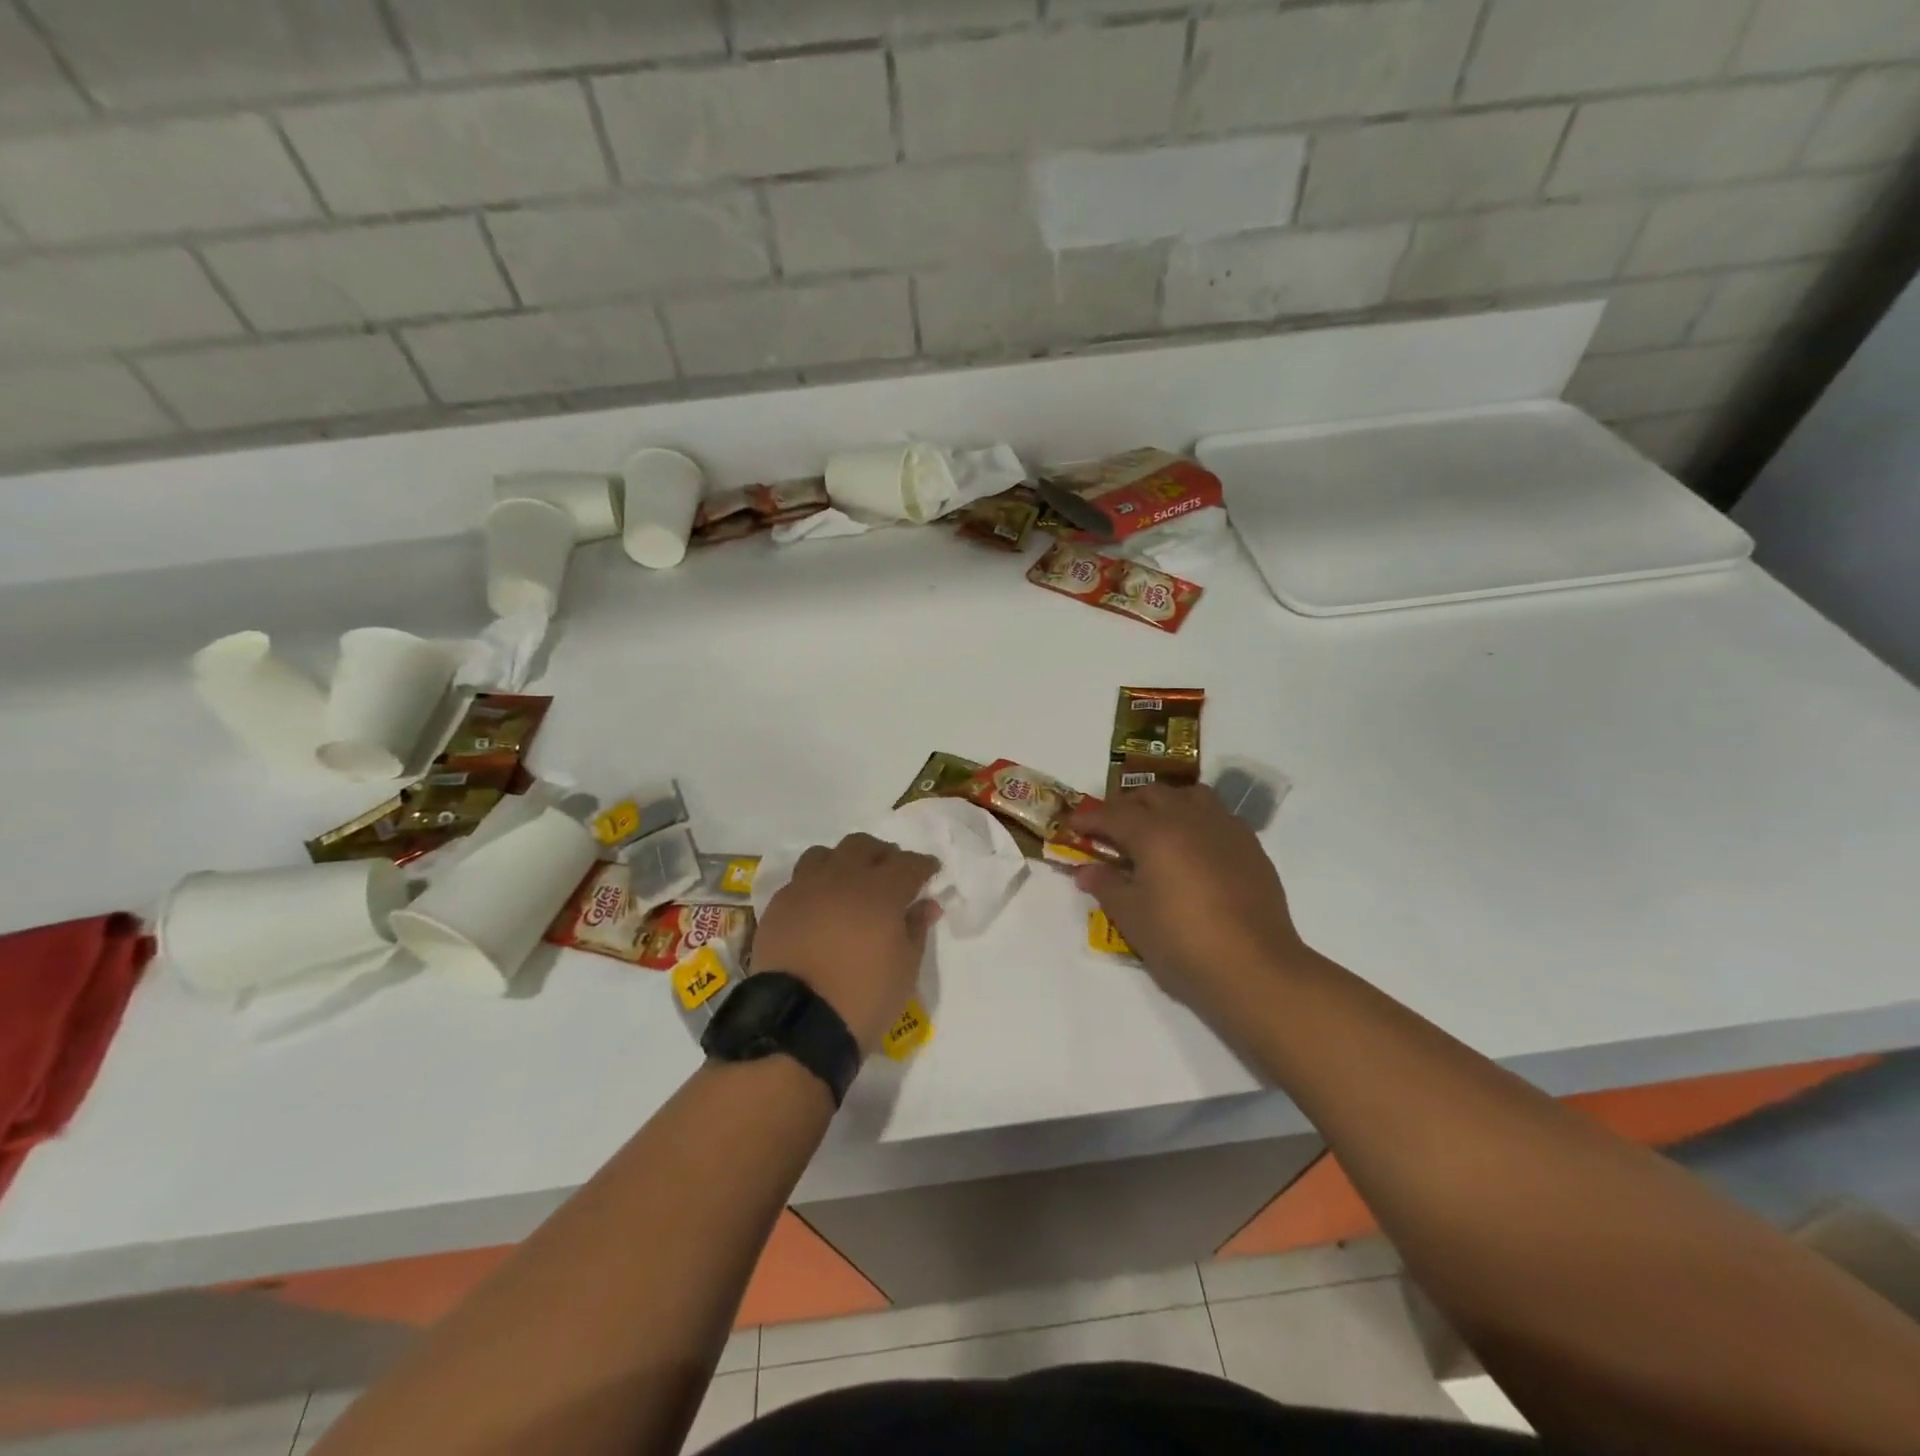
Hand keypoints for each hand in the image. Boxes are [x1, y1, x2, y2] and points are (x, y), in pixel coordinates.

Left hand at [752, 833, 940, 1055]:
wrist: (798, 1023)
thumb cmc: (864, 997)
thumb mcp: (905, 969)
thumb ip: (916, 929)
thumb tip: (926, 904)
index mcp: (880, 891)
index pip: (908, 864)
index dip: (923, 865)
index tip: (931, 871)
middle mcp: (842, 878)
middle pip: (864, 846)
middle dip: (882, 854)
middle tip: (891, 873)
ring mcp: (805, 888)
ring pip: (825, 854)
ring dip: (843, 861)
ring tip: (849, 882)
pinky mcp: (778, 905)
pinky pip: (799, 879)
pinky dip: (815, 883)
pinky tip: (819, 905)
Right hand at [1071, 784, 1308, 1024]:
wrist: (1255, 968)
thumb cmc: (1182, 943)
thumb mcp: (1131, 918)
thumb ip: (1106, 886)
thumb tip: (1087, 870)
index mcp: (1154, 832)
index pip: (1112, 814)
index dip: (1088, 818)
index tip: (1072, 825)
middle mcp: (1189, 819)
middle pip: (1151, 794)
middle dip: (1126, 807)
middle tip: (1112, 832)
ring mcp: (1225, 828)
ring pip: (1190, 796)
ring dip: (1166, 805)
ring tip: (1156, 832)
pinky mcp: (1251, 846)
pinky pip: (1217, 816)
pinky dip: (1197, 821)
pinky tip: (1194, 851)